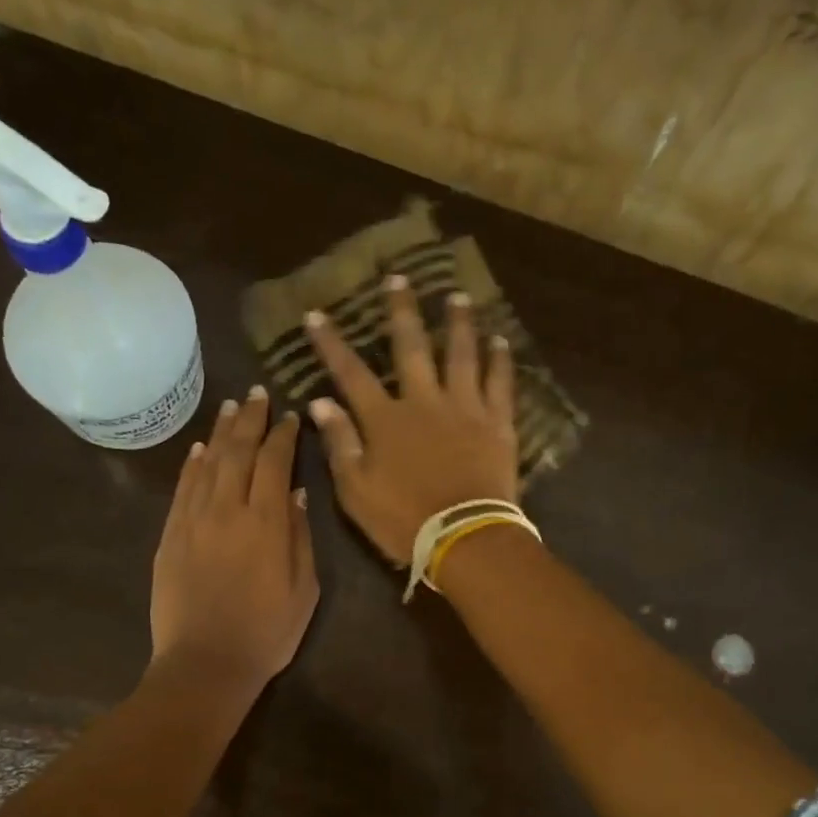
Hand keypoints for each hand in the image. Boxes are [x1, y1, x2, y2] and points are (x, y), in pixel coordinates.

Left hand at [150, 385, 318, 688]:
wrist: (205, 664)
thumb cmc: (266, 633)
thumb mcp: (305, 591)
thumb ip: (301, 537)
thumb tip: (298, 494)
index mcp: (267, 523)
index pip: (275, 463)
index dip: (284, 435)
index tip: (291, 416)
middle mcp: (228, 510)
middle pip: (239, 452)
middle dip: (251, 420)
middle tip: (258, 394)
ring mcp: (193, 520)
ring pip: (208, 463)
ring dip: (222, 432)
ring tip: (232, 408)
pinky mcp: (170, 535)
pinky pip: (183, 489)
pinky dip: (193, 464)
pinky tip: (201, 447)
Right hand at [305, 276, 517, 564]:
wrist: (464, 538)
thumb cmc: (403, 520)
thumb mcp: (356, 490)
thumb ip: (340, 443)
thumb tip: (321, 403)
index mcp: (385, 420)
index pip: (351, 374)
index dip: (331, 344)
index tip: (316, 314)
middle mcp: (424, 401)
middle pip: (410, 347)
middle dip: (400, 312)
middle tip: (399, 278)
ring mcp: (464, 409)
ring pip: (461, 355)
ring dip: (458, 324)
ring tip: (457, 297)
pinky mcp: (497, 424)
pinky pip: (500, 383)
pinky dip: (500, 360)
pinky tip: (501, 341)